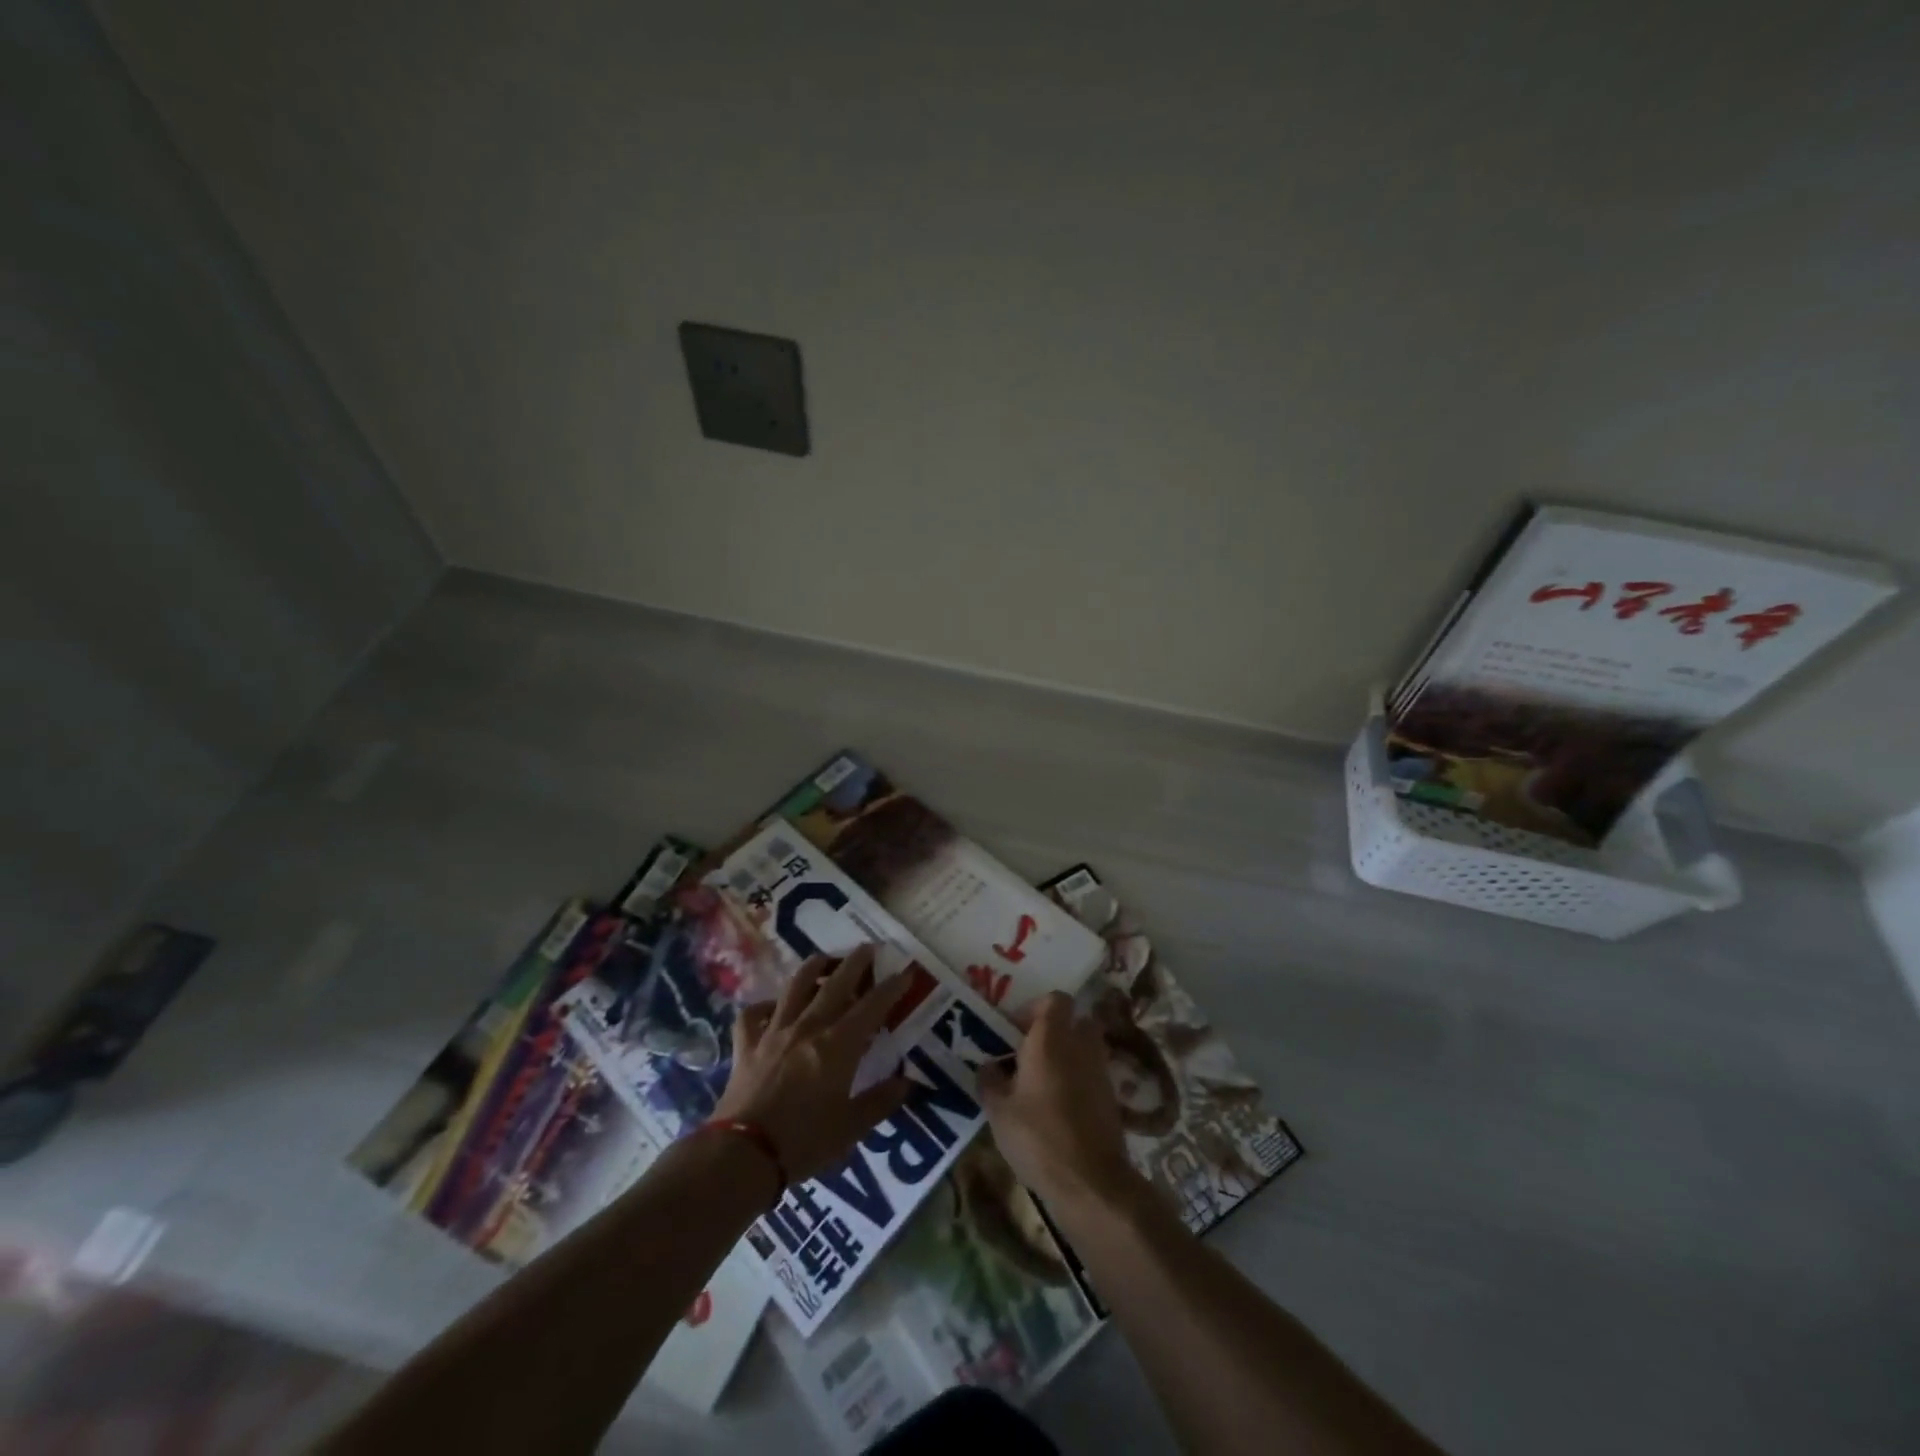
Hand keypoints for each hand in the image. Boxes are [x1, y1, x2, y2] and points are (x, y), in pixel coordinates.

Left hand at [712, 945, 913, 1183]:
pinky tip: (772, 1007)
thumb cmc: (804, 1142)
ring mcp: (774, 1031)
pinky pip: (754, 1014)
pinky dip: (764, 1006)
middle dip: (855, 963)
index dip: (891, 988)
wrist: (743, 1154)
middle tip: (868, 947)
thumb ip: (881, 1101)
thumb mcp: (852, 1128)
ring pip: (795, 987)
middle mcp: (809, 1027)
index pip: (872, 1006)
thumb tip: (908, 1082)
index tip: (906, 972)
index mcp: (839, 1045)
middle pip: (835, 984)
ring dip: (812, 968)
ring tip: (823, 959)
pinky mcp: (747, 1045)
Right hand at [976, 992, 1140, 1213]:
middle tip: (1029, 1053)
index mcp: (1052, 1038)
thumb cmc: (1038, 1136)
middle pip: (1074, 1021)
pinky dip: (1078, 1082)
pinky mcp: (1112, 1098)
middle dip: (1054, 1031)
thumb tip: (988, 1066)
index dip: (1035, 1008)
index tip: (1015, 1030)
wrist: (1090, 1181)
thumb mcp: (998, 1110)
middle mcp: (1081, 1045)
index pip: (1055, 999)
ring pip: (1085, 1048)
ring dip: (1067, 1057)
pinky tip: (1057, 1108)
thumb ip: (990, 1081)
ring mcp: (1101, 1071)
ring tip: (1040, 1083)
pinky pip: (1092, 1075)